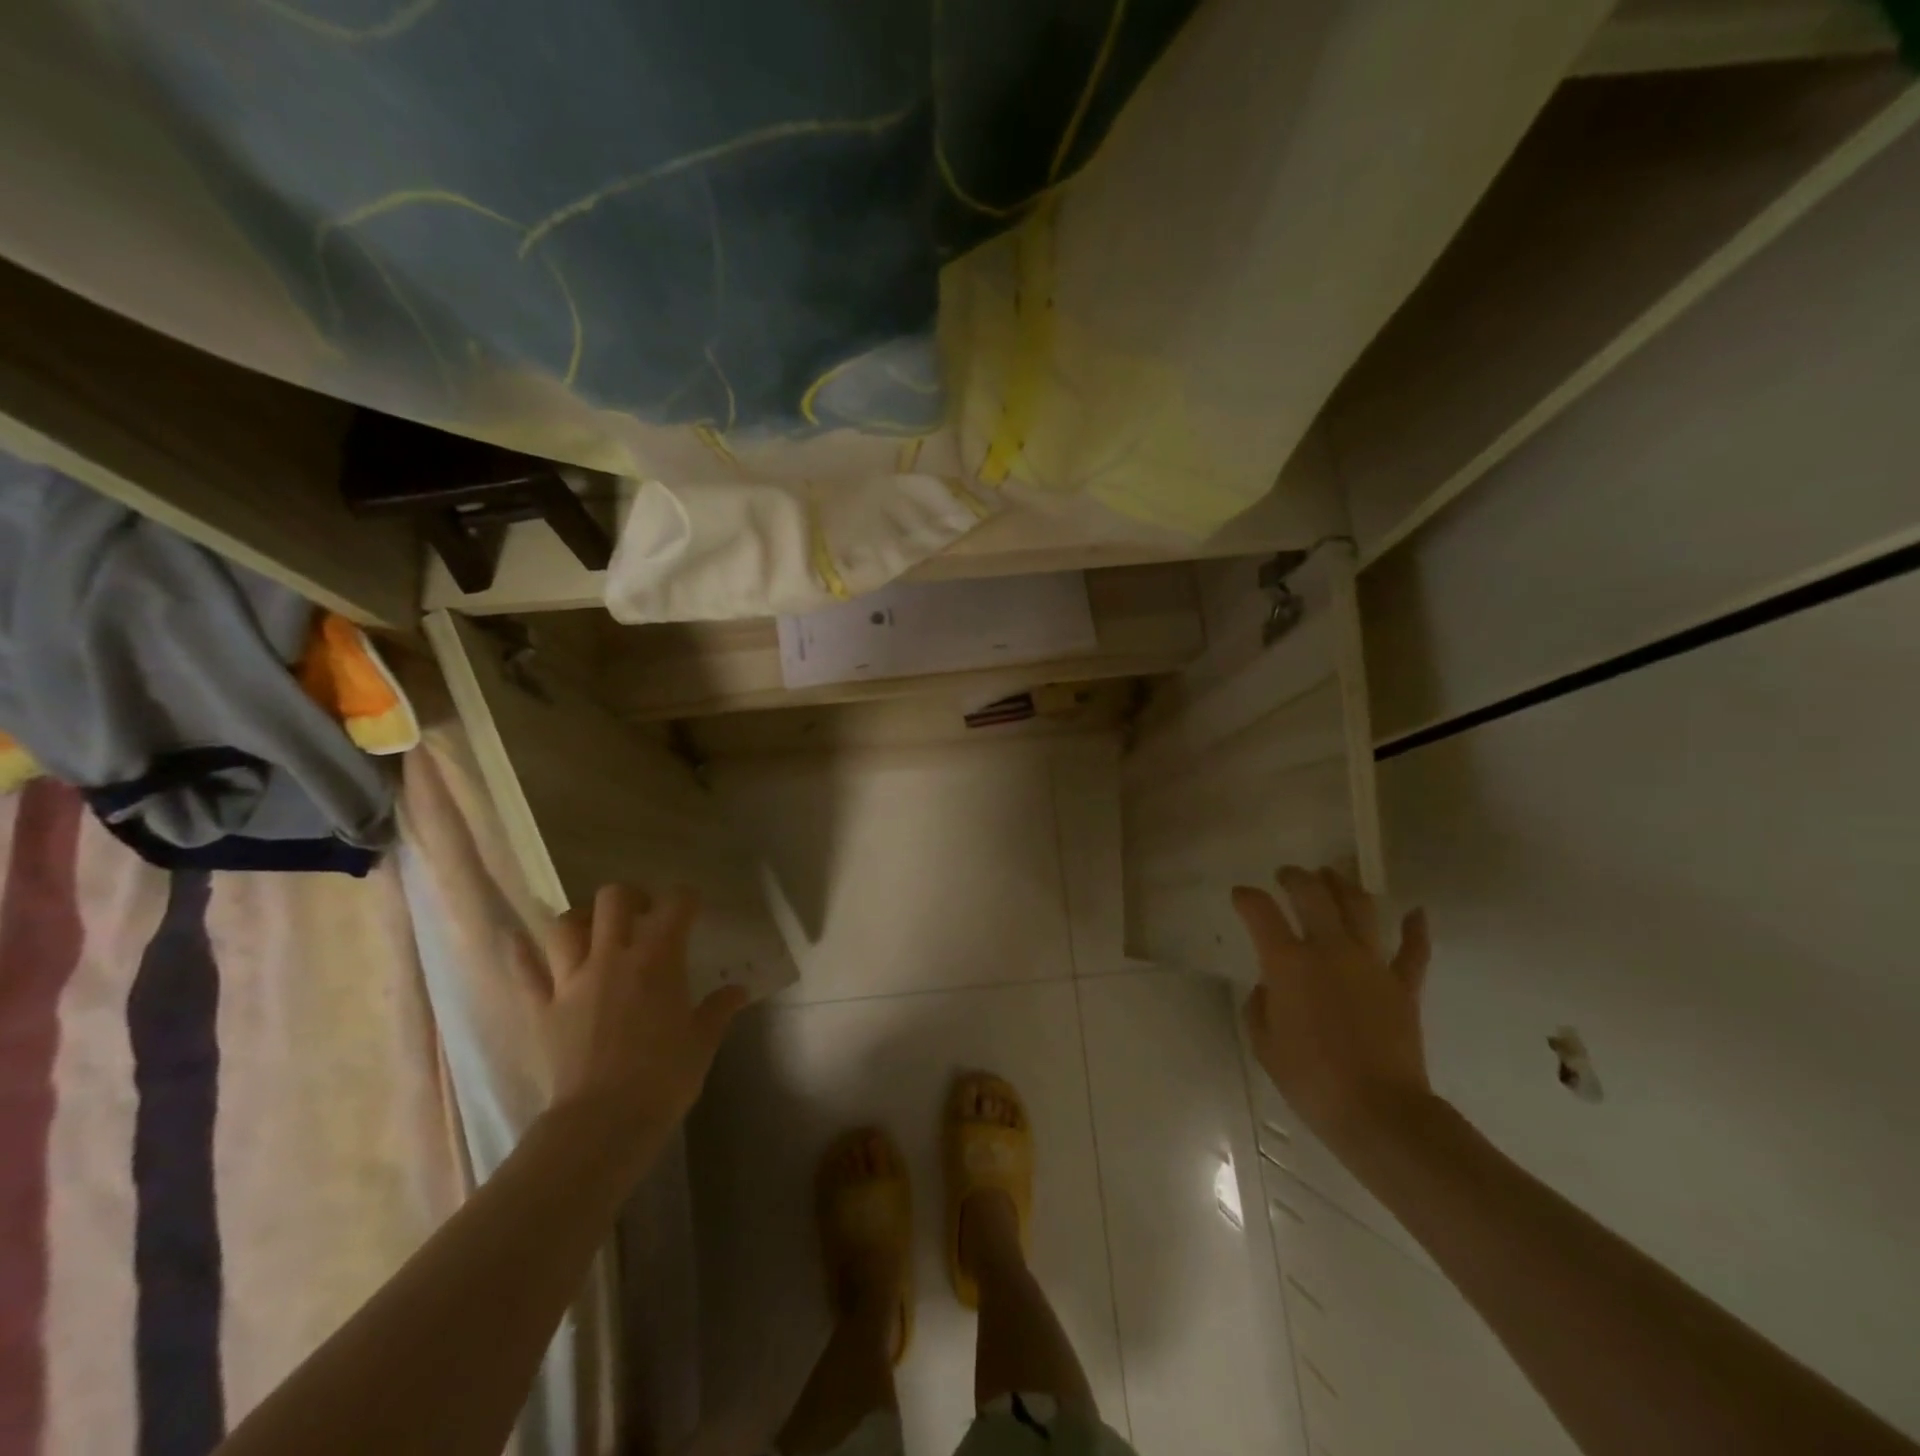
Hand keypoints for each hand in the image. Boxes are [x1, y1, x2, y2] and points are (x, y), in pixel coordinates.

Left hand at [538, 884, 749, 1152]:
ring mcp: (571, 981)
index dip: (685, 899)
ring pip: (565, 926)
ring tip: (593, 930)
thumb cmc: (664, 1077)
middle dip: (630, 897)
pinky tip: (516, 939)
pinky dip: (520, 952)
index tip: (692, 908)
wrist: (604, 1121)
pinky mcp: (542, 1008)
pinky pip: (524, 971)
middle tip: (642, 915)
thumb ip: (719, 1009)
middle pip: (614, 899)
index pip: (675, 905)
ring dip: (581, 920)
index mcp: (658, 959)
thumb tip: (737, 991)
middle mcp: (612, 957)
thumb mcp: (702, 1042)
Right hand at [1233, 865, 1432, 1160]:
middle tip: (1287, 875)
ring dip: (1343, 885)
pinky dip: (1416, 929)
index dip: (1247, 897)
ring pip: (1359, 908)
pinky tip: (1416, 912)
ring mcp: (1371, 963)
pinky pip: (1413, 950)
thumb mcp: (1263, 1043)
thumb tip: (1271, 987)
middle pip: (1312, 894)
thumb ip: (1260, 1005)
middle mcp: (1329, 950)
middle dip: (1295, 877)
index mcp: (1288, 962)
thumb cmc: (1309, 1079)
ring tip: (1333, 876)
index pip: (1260, 912)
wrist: (1377, 1112)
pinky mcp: (1403, 985)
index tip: (1241, 896)